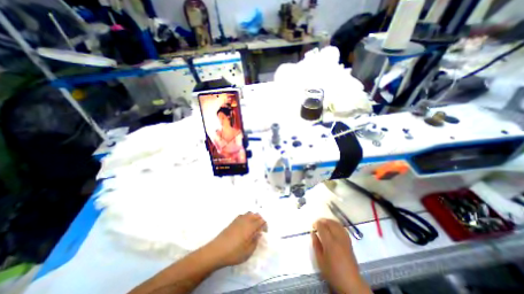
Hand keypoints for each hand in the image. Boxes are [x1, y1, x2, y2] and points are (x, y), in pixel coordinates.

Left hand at [204, 213, 266, 267]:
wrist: (217, 250)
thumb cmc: (234, 253)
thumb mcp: (248, 251)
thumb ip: (255, 241)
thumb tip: (258, 234)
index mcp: (251, 227)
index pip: (261, 221)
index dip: (265, 225)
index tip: (264, 232)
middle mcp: (246, 220)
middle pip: (256, 215)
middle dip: (260, 220)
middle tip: (260, 229)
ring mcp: (239, 219)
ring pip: (249, 213)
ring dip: (253, 217)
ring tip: (253, 226)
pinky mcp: (233, 221)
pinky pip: (243, 215)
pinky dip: (247, 217)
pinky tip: (245, 225)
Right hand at [312, 217, 369, 291]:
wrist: (351, 283)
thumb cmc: (332, 272)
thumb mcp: (320, 260)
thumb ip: (316, 245)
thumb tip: (313, 233)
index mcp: (329, 242)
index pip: (322, 227)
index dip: (317, 224)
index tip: (313, 226)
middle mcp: (338, 238)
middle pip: (330, 223)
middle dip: (323, 221)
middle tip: (318, 223)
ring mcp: (345, 240)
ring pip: (337, 224)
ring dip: (330, 221)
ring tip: (325, 223)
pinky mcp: (349, 242)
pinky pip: (342, 229)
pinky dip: (337, 225)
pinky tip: (334, 227)